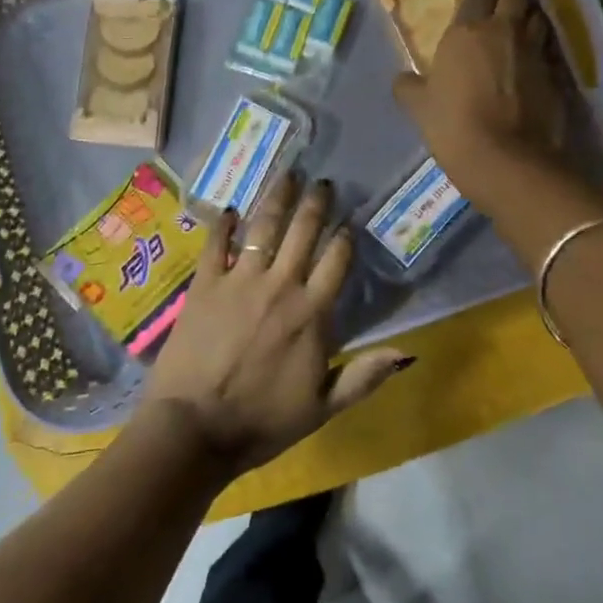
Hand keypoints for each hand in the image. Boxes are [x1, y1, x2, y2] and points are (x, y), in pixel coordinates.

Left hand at [142, 173, 410, 476]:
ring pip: (264, 227)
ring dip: (278, 198)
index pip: (337, 261)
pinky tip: (231, 208)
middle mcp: (280, 285)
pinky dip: (225, 223)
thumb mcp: (322, 408)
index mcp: (311, 313)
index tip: (350, 220)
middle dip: (316, 203)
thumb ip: (363, 376)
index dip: (345, 236)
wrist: (195, 428)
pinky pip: (216, 243)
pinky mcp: (205, 284)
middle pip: (303, 232)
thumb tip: (407, 352)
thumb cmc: (262, 421)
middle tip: (323, 181)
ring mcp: (239, 280)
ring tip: (288, 174)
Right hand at [393, 0, 568, 206]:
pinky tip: (530, 71)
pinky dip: (541, 54)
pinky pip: (549, 52)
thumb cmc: (453, 125)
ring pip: (539, 18)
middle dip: (509, 1)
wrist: (506, 159)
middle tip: (498, 19)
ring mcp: (535, 52)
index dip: (477, 1)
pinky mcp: (557, 76)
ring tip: (517, 40)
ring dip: (529, 22)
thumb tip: (404, 79)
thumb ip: (409, 86)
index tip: (471, 15)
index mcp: (468, 30)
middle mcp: (505, 31)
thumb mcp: (418, 107)